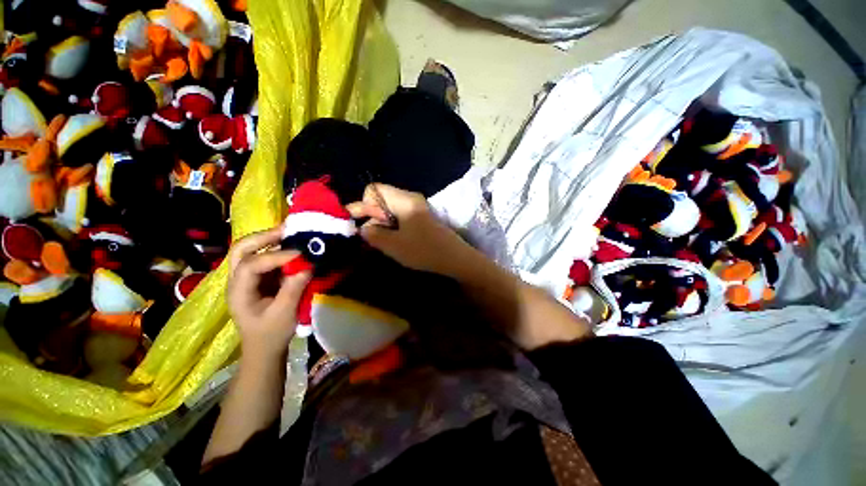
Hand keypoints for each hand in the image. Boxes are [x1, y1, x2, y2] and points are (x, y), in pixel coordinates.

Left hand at [227, 227, 311, 357]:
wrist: (264, 347)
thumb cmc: (271, 334)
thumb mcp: (284, 315)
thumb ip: (293, 289)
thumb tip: (307, 266)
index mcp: (239, 292)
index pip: (251, 265)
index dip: (275, 256)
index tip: (300, 255)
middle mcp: (237, 280)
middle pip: (241, 250)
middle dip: (264, 237)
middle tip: (287, 231)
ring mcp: (246, 278)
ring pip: (250, 250)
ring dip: (269, 239)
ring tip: (291, 233)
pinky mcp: (258, 278)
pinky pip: (264, 256)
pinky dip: (277, 249)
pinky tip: (292, 247)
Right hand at [347, 184, 471, 276]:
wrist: (454, 258)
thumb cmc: (424, 250)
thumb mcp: (393, 245)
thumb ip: (373, 234)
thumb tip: (363, 228)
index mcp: (403, 200)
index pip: (373, 189)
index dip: (364, 205)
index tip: (362, 223)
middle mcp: (409, 198)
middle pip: (380, 199)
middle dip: (372, 216)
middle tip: (372, 237)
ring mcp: (416, 207)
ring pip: (388, 209)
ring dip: (381, 224)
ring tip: (384, 242)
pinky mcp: (420, 217)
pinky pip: (398, 217)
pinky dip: (392, 227)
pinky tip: (394, 241)